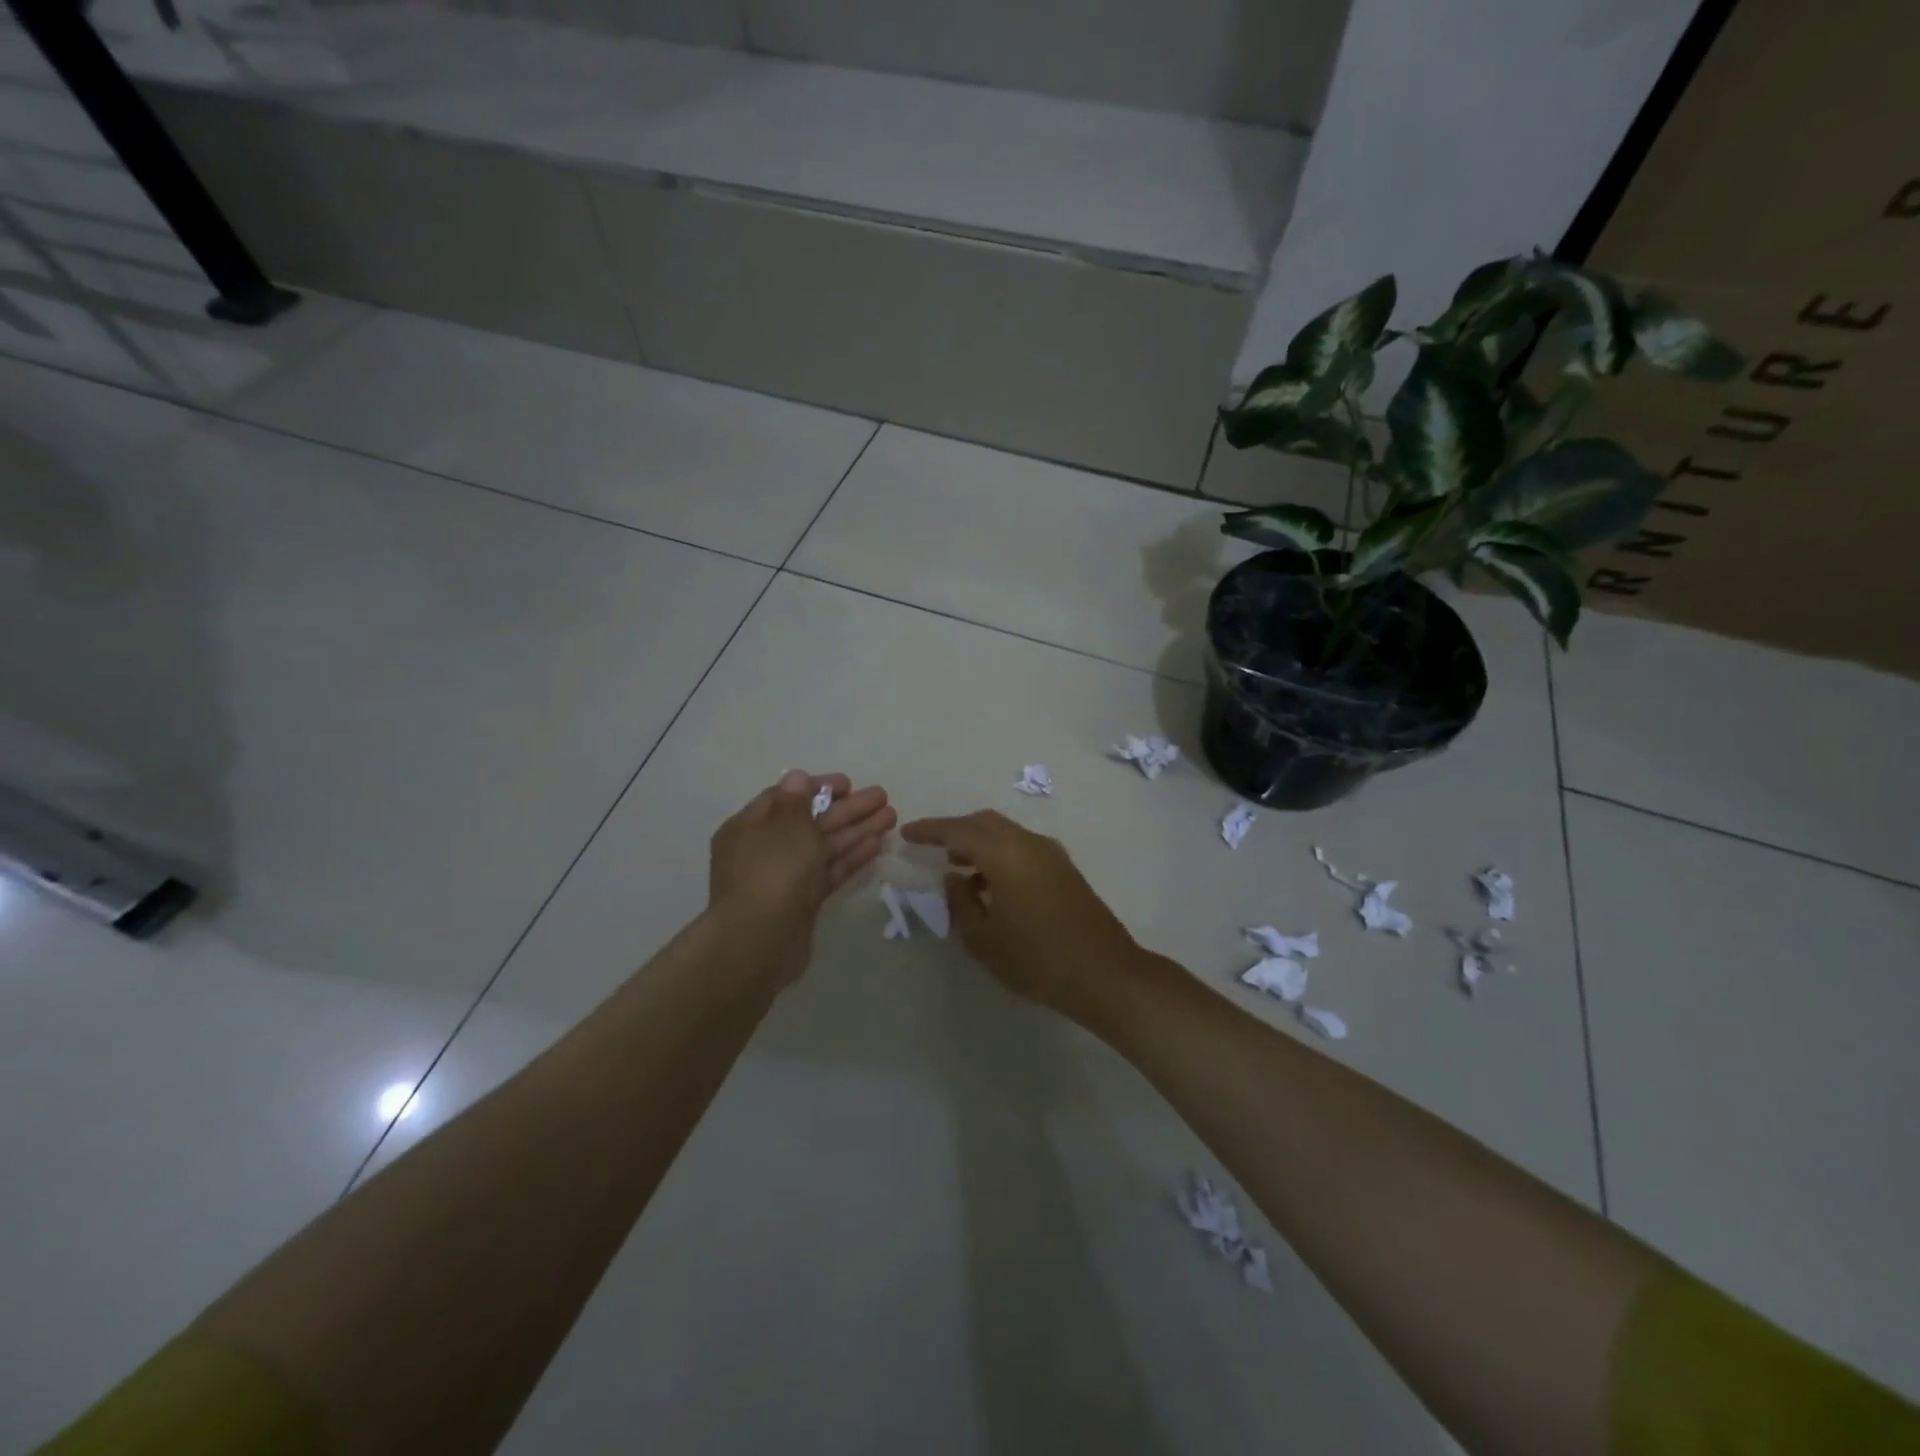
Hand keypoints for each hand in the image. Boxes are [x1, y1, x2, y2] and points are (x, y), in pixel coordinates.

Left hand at [709, 770, 894, 983]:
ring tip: (891, 816)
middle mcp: (765, 849)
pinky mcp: (803, 902)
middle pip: (811, 821)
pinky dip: (851, 857)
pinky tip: (877, 844)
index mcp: (749, 827)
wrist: (760, 942)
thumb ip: (797, 801)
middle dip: (848, 809)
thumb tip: (796, 777)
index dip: (817, 788)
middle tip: (882, 797)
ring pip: (824, 847)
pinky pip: (828, 871)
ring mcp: (784, 878)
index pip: (785, 797)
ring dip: (857, 830)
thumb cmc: (771, 873)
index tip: (849, 784)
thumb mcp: (786, 827)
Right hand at [899, 809, 1139, 1017]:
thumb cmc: (1036, 958)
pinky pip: (1021, 847)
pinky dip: (999, 855)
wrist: (1104, 973)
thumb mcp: (984, 938)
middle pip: (984, 823)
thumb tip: (954, 878)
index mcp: (1005, 853)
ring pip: (1005, 834)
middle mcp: (1028, 843)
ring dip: (978, 843)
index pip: (958, 830)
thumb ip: (960, 902)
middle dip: (955, 831)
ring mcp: (1051, 854)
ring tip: (956, 869)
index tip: (907, 833)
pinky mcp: (1064, 869)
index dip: (930, 830)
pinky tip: (989, 884)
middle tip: (930, 847)